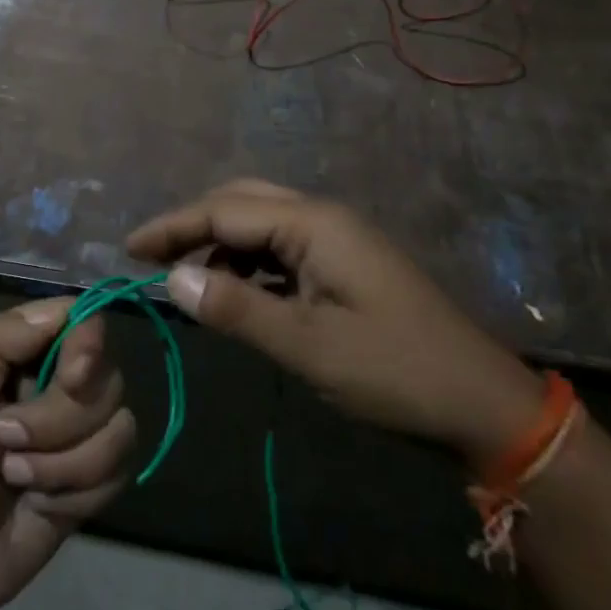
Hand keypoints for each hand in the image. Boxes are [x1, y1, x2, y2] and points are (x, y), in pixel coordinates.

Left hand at [0, 299, 136, 609]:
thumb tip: (64, 308)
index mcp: (19, 352)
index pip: (79, 319)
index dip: (86, 342)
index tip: (70, 375)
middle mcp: (56, 383)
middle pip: (105, 375)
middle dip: (57, 419)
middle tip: (4, 439)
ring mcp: (78, 433)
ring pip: (118, 425)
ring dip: (62, 462)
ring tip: (15, 476)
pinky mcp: (93, 479)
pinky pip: (119, 469)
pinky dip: (76, 490)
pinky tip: (39, 503)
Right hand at [128, 180, 543, 465]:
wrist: (482, 405)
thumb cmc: (394, 372)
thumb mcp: (307, 345)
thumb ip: (235, 309)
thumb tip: (172, 280)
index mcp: (313, 224)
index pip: (224, 210)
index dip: (172, 227)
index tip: (128, 250)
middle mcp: (322, 219)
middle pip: (241, 204)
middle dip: (193, 226)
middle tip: (152, 260)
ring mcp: (337, 242)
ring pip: (260, 228)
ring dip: (220, 248)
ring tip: (186, 283)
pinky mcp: (344, 267)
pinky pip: (281, 252)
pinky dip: (247, 267)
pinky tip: (234, 295)